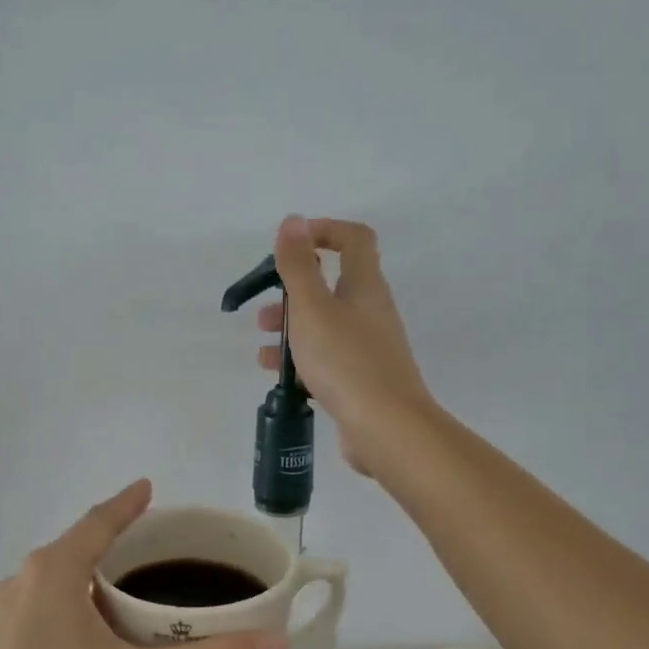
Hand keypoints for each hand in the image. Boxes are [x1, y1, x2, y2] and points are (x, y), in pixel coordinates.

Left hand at [0, 480, 289, 648]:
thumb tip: (278, 644)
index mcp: (52, 572)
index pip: (98, 522)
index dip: (127, 504)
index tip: (149, 488)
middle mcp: (21, 583)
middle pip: (78, 548)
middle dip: (117, 543)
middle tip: (160, 550)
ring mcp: (2, 618)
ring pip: (59, 581)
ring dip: (95, 578)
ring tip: (135, 593)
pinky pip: (44, 609)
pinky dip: (76, 606)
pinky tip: (97, 638)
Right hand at [258, 215, 435, 476]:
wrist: (386, 428)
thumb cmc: (345, 361)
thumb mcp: (312, 308)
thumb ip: (299, 265)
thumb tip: (294, 220)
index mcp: (364, 286)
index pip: (354, 239)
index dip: (324, 231)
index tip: (290, 246)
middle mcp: (371, 311)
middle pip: (332, 285)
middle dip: (294, 292)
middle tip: (265, 309)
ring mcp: (368, 348)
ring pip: (325, 325)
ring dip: (292, 328)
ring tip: (262, 344)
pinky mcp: (361, 380)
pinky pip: (326, 358)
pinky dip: (301, 359)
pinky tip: (277, 375)